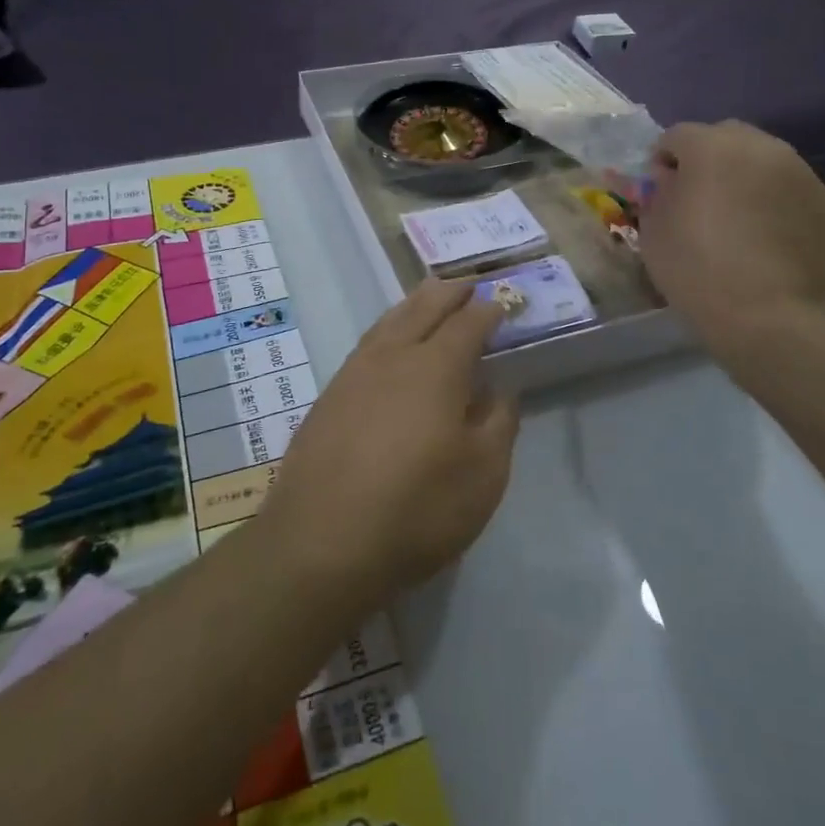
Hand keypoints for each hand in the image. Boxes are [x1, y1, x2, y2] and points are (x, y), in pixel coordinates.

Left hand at [263, 280, 518, 615]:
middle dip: (450, 292)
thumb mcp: (482, 475)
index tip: (503, 303)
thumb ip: (498, 424)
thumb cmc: (416, 509)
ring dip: (415, 303)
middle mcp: (393, 356)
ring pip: (390, 320)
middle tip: (469, 283)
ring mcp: (354, 373)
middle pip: (424, 307)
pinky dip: (388, 329)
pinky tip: (389, 343)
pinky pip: (367, 344)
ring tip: (429, 297)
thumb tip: (499, 390)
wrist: (321, 541)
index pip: (468, 323)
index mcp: (436, 367)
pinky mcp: (329, 396)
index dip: (489, 311)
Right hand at [641, 120, 824, 340]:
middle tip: (699, 198)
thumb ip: (659, 192)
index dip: (662, 162)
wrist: (767, 317)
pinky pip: (792, 190)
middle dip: (708, 159)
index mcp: (711, 146)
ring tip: (738, 218)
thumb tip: (672, 180)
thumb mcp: (653, 230)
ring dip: (745, 178)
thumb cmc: (696, 269)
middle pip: (726, 137)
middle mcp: (761, 147)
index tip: (661, 192)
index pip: (677, 136)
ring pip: (764, 161)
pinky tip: (767, 238)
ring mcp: (801, 173)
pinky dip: (776, 202)